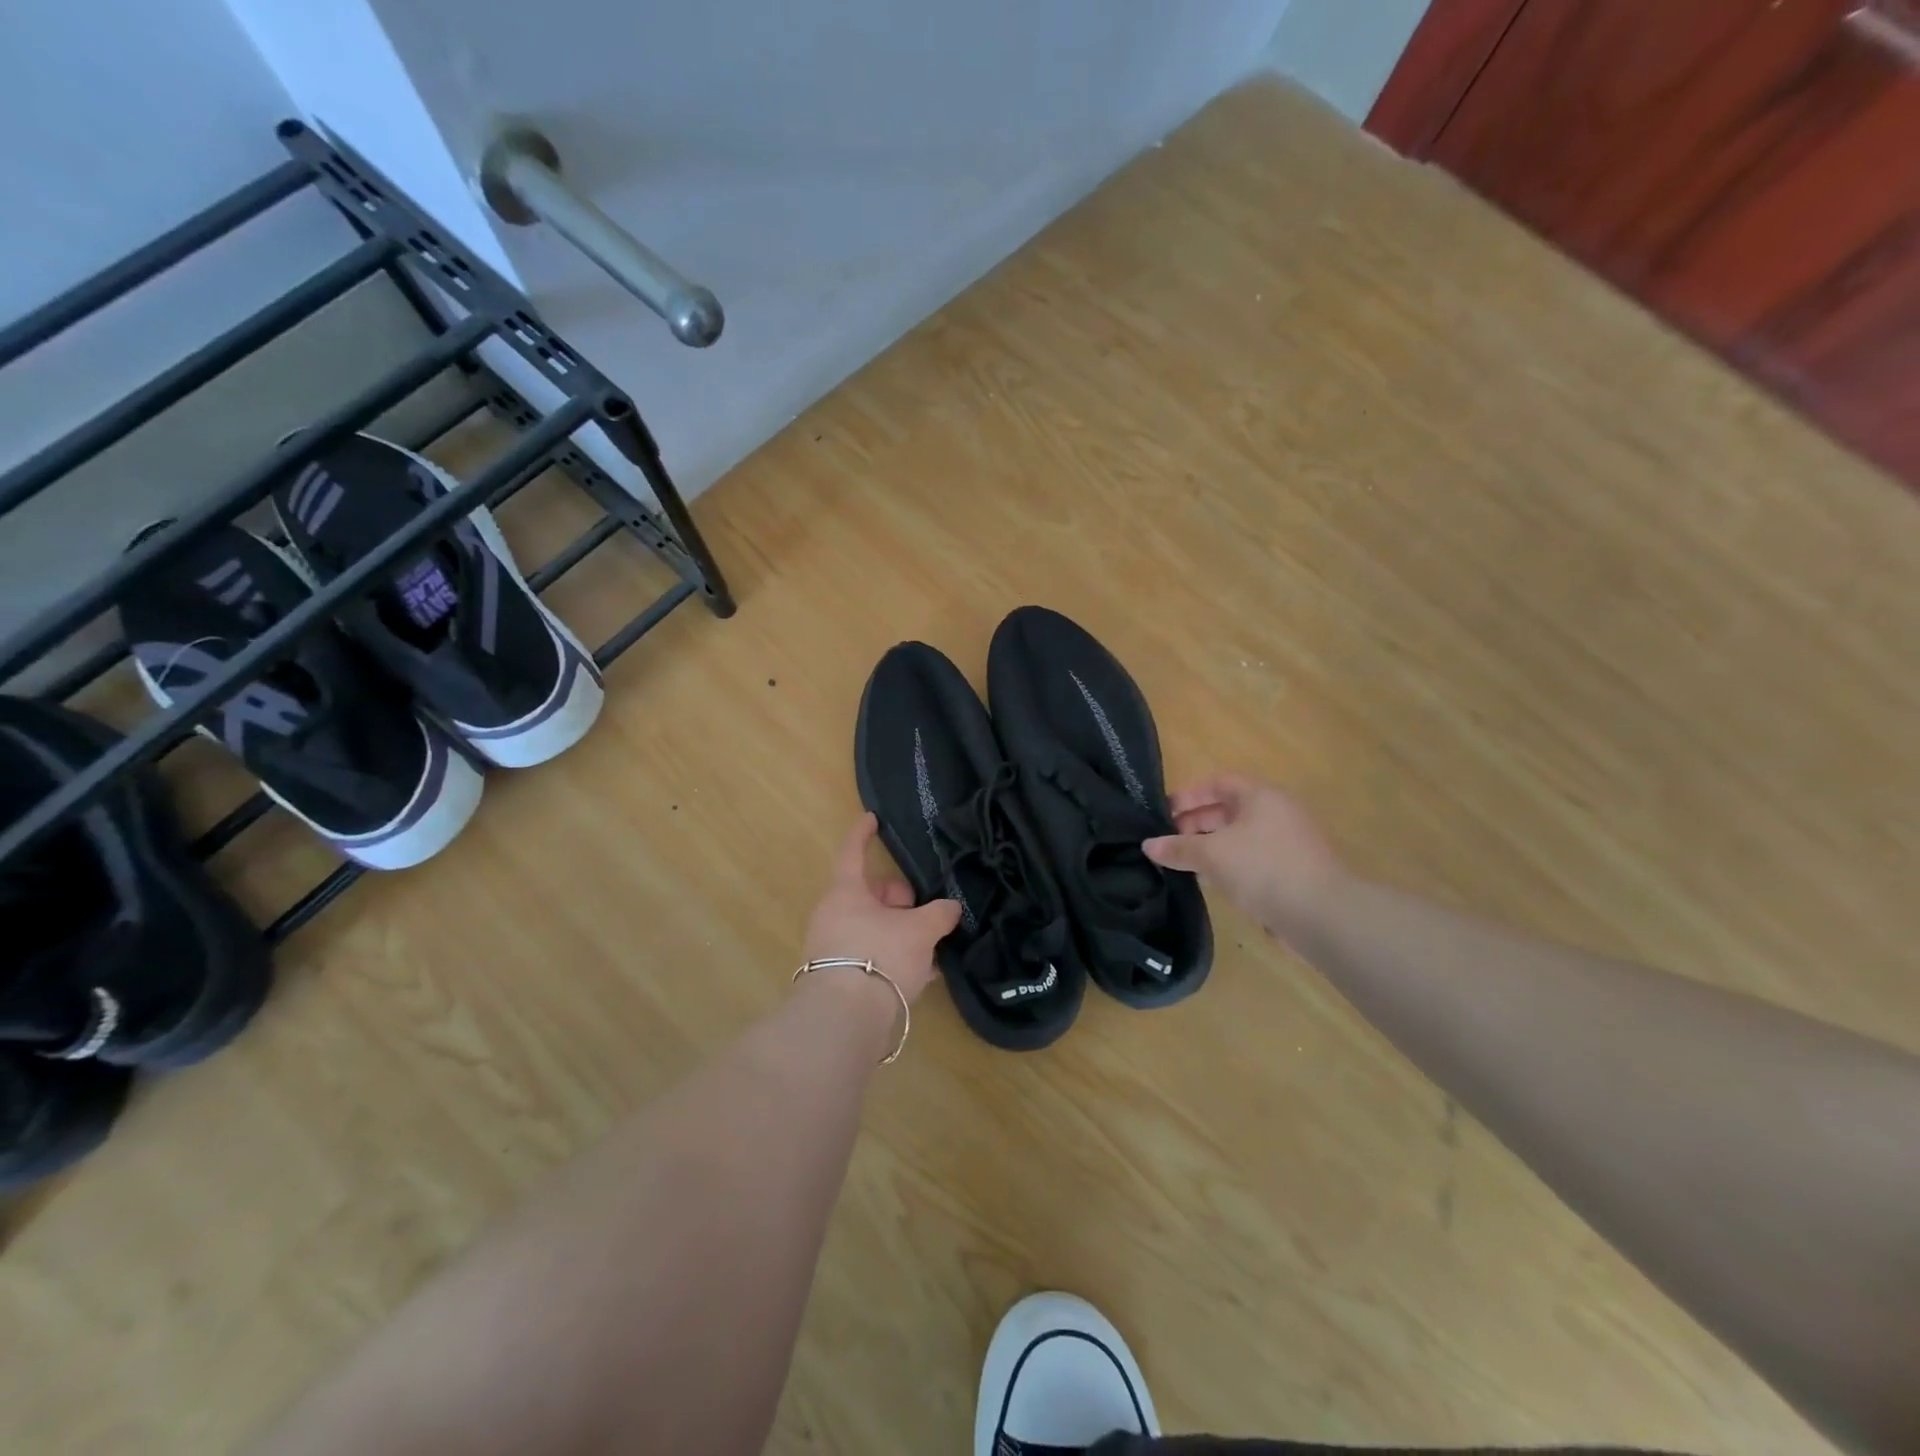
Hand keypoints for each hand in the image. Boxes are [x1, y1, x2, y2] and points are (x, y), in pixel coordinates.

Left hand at [803, 814, 960, 1003]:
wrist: (845, 1020)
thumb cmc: (880, 957)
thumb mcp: (920, 931)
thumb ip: (939, 914)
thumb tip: (951, 908)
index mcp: (847, 893)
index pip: (853, 852)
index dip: (864, 834)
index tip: (873, 818)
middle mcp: (833, 915)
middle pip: (870, 895)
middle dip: (901, 900)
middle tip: (926, 914)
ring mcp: (832, 947)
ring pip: (873, 927)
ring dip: (901, 933)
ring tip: (932, 949)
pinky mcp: (838, 978)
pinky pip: (871, 955)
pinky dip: (894, 957)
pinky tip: (921, 975)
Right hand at [1142, 773, 1342, 940]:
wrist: (1323, 914)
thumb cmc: (1264, 869)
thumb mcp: (1212, 855)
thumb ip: (1178, 848)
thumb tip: (1148, 845)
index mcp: (1261, 796)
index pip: (1218, 782)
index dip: (1189, 795)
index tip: (1164, 814)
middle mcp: (1277, 812)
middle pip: (1229, 809)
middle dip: (1196, 823)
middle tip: (1169, 842)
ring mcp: (1289, 842)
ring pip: (1240, 836)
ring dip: (1210, 846)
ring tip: (1183, 863)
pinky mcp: (1294, 870)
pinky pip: (1253, 858)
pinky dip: (1229, 864)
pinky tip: (1211, 883)